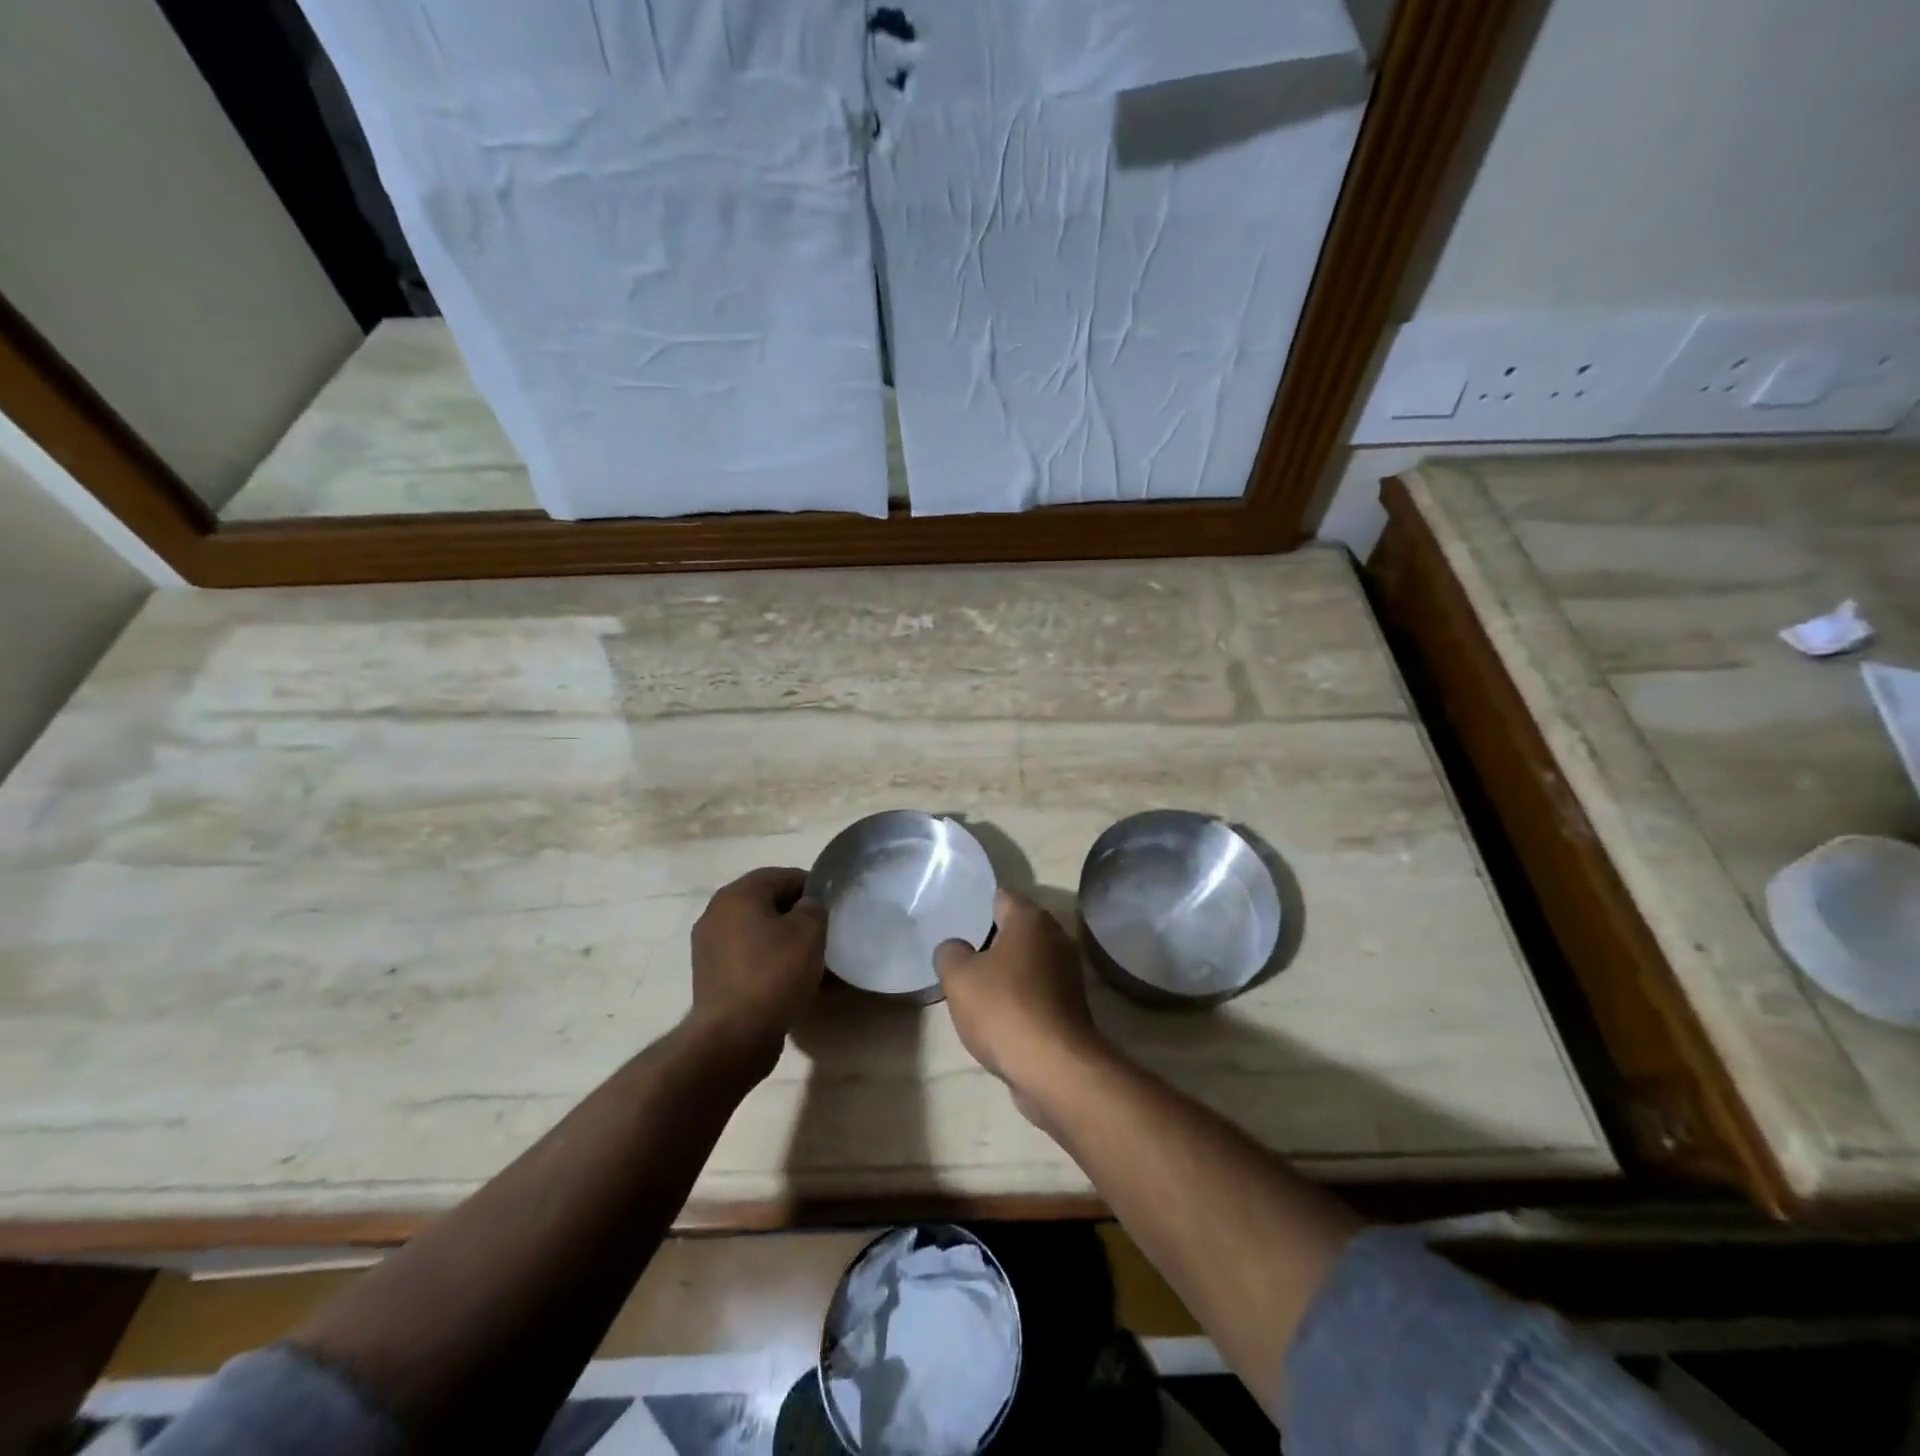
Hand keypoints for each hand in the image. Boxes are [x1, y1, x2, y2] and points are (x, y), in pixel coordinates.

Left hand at [689, 867, 826, 1076]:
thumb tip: (806, 908)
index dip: (812, 887)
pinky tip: (789, 981)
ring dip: (783, 941)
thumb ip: (813, 907)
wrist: (733, 1036)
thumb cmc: (774, 974)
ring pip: (757, 932)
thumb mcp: (809, 931)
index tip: (832, 907)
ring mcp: (709, 946)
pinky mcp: (711, 976)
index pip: (782, 875)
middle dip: (796, 915)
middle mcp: (717, 913)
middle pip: (767, 903)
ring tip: (810, 961)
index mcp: (737, 894)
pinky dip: (768, 962)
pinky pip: (747, 957)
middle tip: (823, 934)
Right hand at [935, 890, 1108, 1118]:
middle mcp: (1055, 937)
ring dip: (1002, 970)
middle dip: (987, 939)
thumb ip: (950, 953)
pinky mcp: (1069, 1006)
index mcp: (1031, 919)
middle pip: (1014, 928)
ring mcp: (1066, 973)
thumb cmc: (1004, 1008)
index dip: (974, 902)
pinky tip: (994, 1013)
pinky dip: (1016, 996)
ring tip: (970, 984)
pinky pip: (1034, 989)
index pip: (1000, 895)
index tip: (952, 915)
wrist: (1054, 1068)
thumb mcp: (959, 977)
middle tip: (956, 951)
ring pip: (1025, 961)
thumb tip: (955, 948)